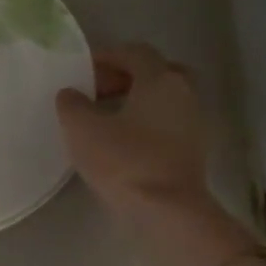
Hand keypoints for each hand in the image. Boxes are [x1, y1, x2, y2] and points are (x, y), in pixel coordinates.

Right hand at [55, 44, 214, 224]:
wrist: (167, 212)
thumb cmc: (124, 161)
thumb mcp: (82, 129)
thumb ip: (72, 104)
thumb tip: (71, 94)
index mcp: (160, 78)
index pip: (134, 52)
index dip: (105, 57)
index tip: (81, 72)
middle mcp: (184, 93)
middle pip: (154, 72)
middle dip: (124, 77)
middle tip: (97, 92)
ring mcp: (194, 123)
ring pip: (162, 100)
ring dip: (135, 102)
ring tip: (104, 119)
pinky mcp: (194, 151)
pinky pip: (167, 124)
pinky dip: (146, 124)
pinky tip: (122, 142)